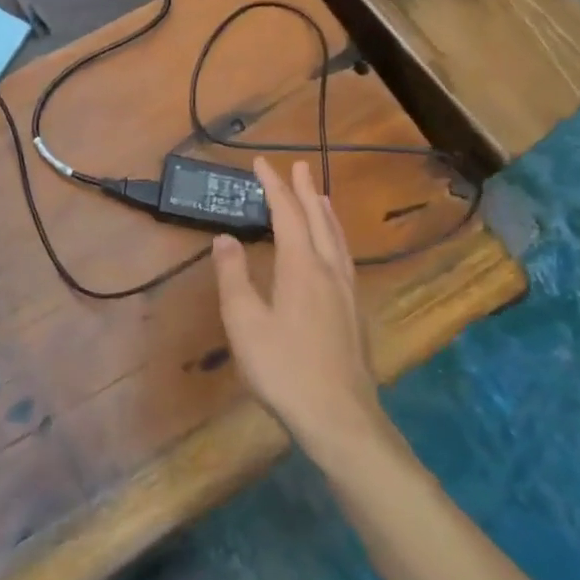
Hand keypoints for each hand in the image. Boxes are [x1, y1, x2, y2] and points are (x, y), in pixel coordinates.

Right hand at [211, 159, 382, 450]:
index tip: (262, 162)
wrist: (339, 417)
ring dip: (325, 212)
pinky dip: (335, 237)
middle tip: (298, 166)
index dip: (274, 186)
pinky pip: (344, 257)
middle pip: (319, 219)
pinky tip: (334, 251)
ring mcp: (347, 292)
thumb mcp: (245, 322)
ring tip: (320, 196)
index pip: (288, 214)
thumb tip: (225, 238)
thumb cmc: (284, 368)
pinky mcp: (354, 313)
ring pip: (337, 239)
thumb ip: (234, 276)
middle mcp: (329, 271)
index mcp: (302, 267)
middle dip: (305, 190)